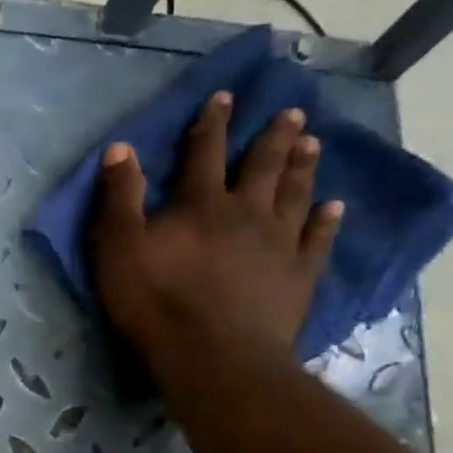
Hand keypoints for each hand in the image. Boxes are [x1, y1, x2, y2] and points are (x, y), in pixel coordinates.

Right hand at [86, 91, 341, 359]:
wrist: (214, 356)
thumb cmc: (157, 304)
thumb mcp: (119, 250)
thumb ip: (120, 198)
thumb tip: (120, 147)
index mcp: (200, 204)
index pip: (205, 152)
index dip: (212, 122)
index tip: (226, 96)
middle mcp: (246, 212)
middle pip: (263, 165)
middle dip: (273, 137)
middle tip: (291, 113)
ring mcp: (279, 243)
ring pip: (296, 194)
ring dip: (303, 167)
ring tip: (313, 144)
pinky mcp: (299, 276)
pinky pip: (317, 240)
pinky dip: (326, 221)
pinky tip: (334, 207)